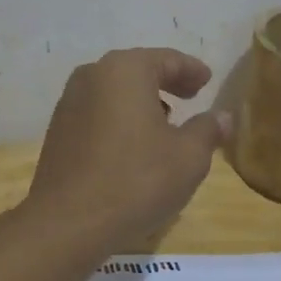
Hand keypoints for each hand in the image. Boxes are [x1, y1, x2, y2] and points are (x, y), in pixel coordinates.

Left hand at [25, 48, 230, 249]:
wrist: (68, 222)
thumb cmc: (136, 180)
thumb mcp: (188, 157)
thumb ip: (208, 129)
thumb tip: (222, 117)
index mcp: (125, 70)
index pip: (167, 59)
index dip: (191, 70)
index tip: (207, 81)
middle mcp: (92, 76)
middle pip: (137, 70)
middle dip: (166, 82)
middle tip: (191, 96)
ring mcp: (69, 102)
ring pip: (114, 92)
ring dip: (141, 101)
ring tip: (164, 122)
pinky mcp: (58, 130)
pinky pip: (98, 112)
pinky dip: (119, 118)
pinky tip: (133, 143)